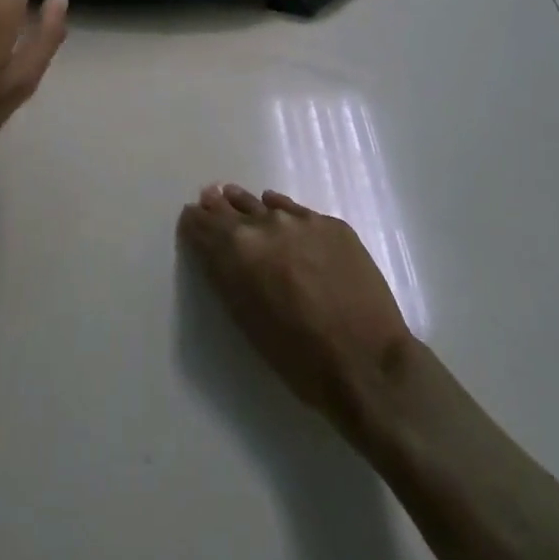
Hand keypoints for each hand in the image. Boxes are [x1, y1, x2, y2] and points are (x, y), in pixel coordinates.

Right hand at [179, 185, 413, 422]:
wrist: (368, 363)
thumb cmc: (299, 358)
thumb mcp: (247, 321)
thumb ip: (227, 277)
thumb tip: (215, 250)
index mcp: (238, 251)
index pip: (204, 226)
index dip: (194, 222)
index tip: (189, 217)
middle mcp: (265, 225)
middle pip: (232, 209)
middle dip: (218, 207)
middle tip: (208, 198)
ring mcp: (301, 221)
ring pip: (264, 204)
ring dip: (248, 204)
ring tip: (235, 196)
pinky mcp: (332, 224)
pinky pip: (296, 210)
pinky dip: (282, 209)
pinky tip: (276, 207)